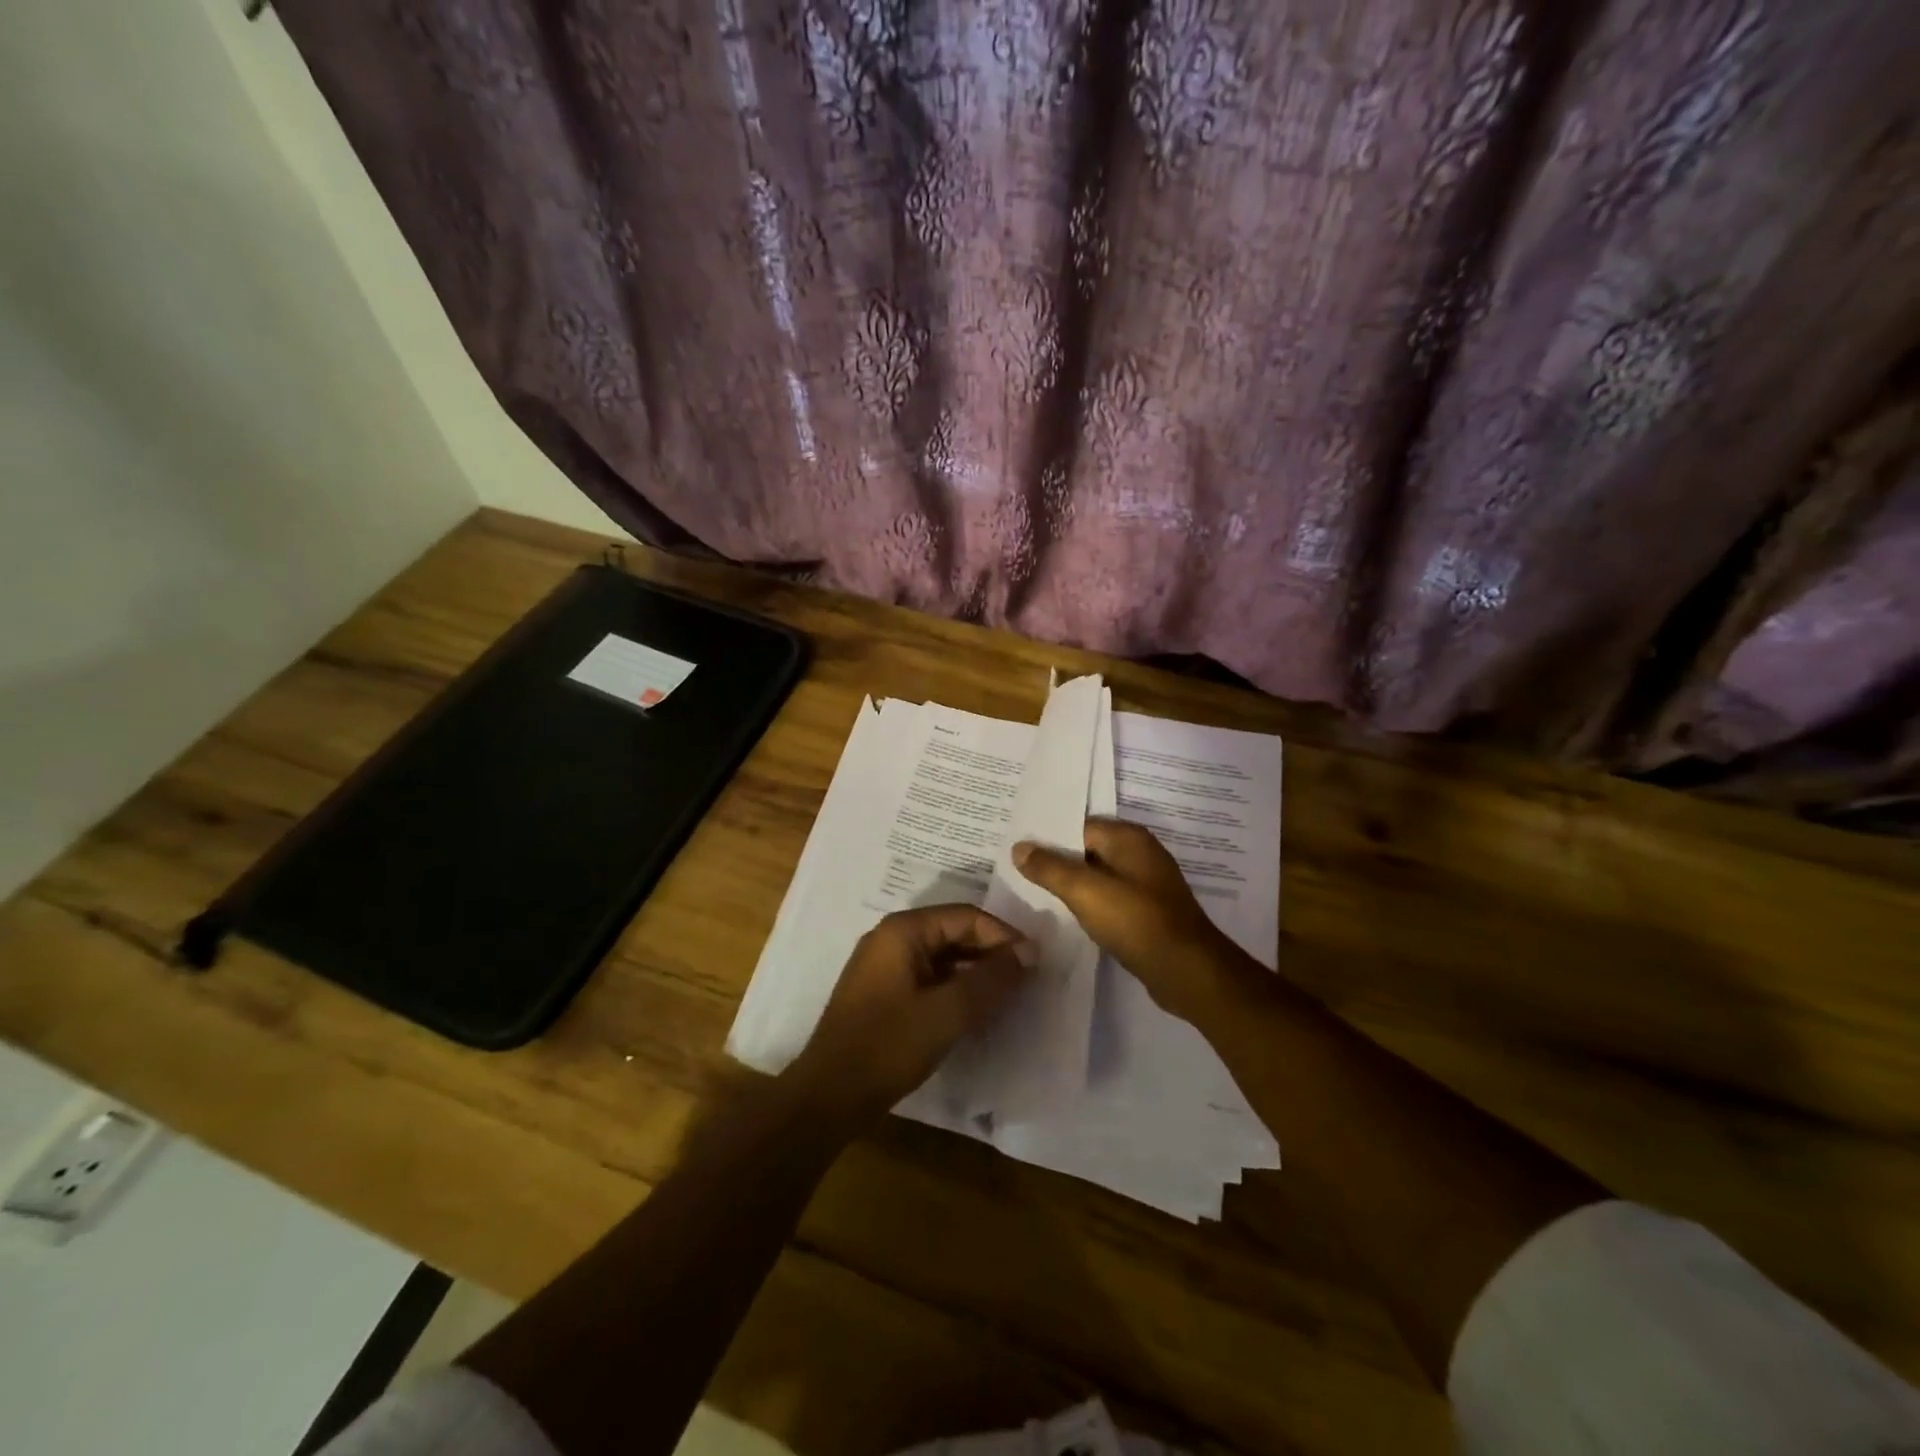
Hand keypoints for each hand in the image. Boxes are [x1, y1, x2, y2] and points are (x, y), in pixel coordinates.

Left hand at [786, 905, 1033, 1124]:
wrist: (830, 1095)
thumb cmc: (889, 1046)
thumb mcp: (949, 1012)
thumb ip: (991, 979)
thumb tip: (1028, 954)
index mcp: (903, 930)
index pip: (966, 916)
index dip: (1004, 936)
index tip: (1035, 962)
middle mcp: (891, 937)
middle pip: (953, 932)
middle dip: (991, 952)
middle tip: (1026, 979)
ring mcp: (884, 965)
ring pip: (942, 956)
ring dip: (975, 971)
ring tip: (1008, 995)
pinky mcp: (883, 992)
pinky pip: (929, 976)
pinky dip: (955, 987)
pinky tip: (976, 1010)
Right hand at [1012, 818, 1249, 1022]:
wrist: (1187, 971)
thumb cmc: (1136, 922)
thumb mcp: (1085, 891)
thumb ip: (1050, 868)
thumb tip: (1019, 846)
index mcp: (1129, 838)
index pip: (1078, 826)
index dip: (1047, 838)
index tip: (1016, 849)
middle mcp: (1140, 853)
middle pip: (1087, 849)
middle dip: (1056, 860)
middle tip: (1016, 870)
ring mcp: (1146, 884)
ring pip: (1098, 876)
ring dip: (1072, 885)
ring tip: (1035, 892)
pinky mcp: (1148, 911)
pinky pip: (1110, 898)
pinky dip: (1090, 904)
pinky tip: (1069, 915)